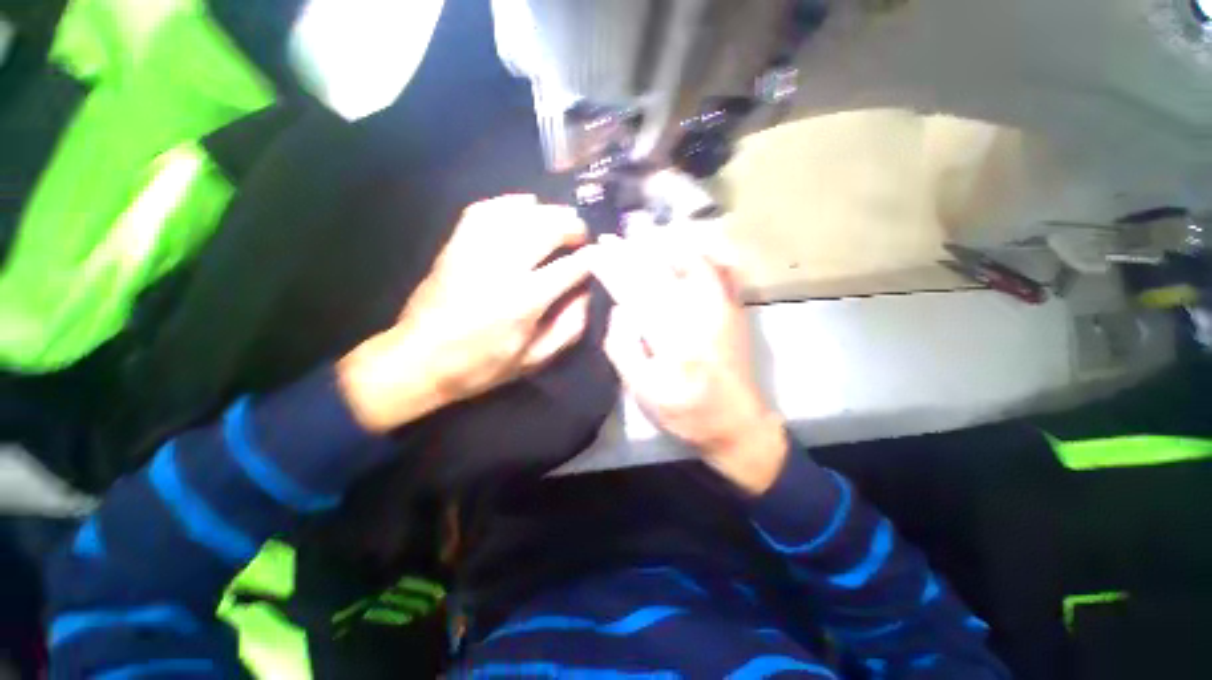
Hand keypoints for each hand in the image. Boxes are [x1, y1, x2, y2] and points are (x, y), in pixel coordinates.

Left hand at [338, 195, 592, 432]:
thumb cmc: (482, 365)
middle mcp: (502, 267)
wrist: (419, 360)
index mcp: (525, 300)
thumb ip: (568, 327)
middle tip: (581, 235)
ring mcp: (474, 250)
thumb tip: (588, 295)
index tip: (601, 255)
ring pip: (519, 213)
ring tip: (560, 219)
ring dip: (547, 212)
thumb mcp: (534, 359)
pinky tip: (524, 206)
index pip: (570, 267)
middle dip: (572, 226)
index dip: (592, 258)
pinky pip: (485, 209)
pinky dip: (509, 202)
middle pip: (546, 228)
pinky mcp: (455, 244)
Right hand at [590, 228, 787, 494]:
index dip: (611, 268)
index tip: (593, 252)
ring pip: (689, 261)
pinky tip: (684, 245)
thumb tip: (620, 309)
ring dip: (661, 245)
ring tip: (639, 234)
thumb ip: (622, 347)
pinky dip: (698, 253)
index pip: (633, 291)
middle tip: (609, 239)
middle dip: (629, 252)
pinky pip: (718, 269)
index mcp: (671, 336)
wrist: (736, 422)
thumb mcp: (641, 390)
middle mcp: (698, 313)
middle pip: (658, 272)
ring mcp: (721, 307)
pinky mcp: (734, 309)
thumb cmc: (684, 411)